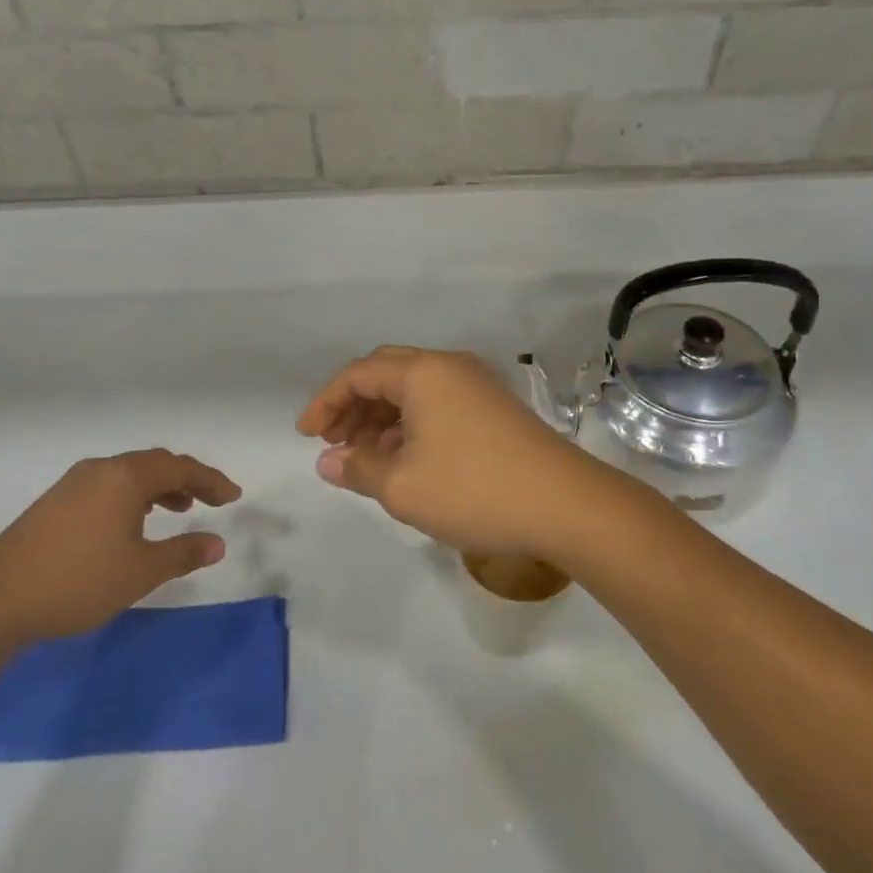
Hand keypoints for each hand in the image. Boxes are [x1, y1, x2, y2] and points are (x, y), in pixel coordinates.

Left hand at [0, 449, 242, 643]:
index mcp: (124, 477)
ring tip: (178, 510)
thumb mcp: (140, 571)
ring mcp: (72, 485)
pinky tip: (133, 523)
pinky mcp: (54, 503)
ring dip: (159, 488)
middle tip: (211, 501)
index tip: (233, 497)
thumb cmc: (78, 581)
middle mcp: (100, 470)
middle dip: (187, 480)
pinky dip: (133, 497)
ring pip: (129, 475)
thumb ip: (183, 553)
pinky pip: (108, 486)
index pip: (179, 467)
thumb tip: (218, 543)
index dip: (211, 480)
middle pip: (154, 464)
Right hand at [297, 346, 636, 567]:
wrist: (566, 505)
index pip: (358, 374)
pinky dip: (411, 425)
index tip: (306, 436)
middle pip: (386, 374)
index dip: (325, 402)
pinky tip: (404, 459)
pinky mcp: (495, 408)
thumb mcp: (403, 487)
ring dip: (381, 418)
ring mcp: (477, 385)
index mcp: (423, 373)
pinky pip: (438, 404)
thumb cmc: (474, 491)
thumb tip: (328, 462)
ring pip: (413, 390)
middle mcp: (449, 367)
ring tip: (364, 458)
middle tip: (333, 443)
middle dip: (352, 406)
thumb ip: (357, 469)